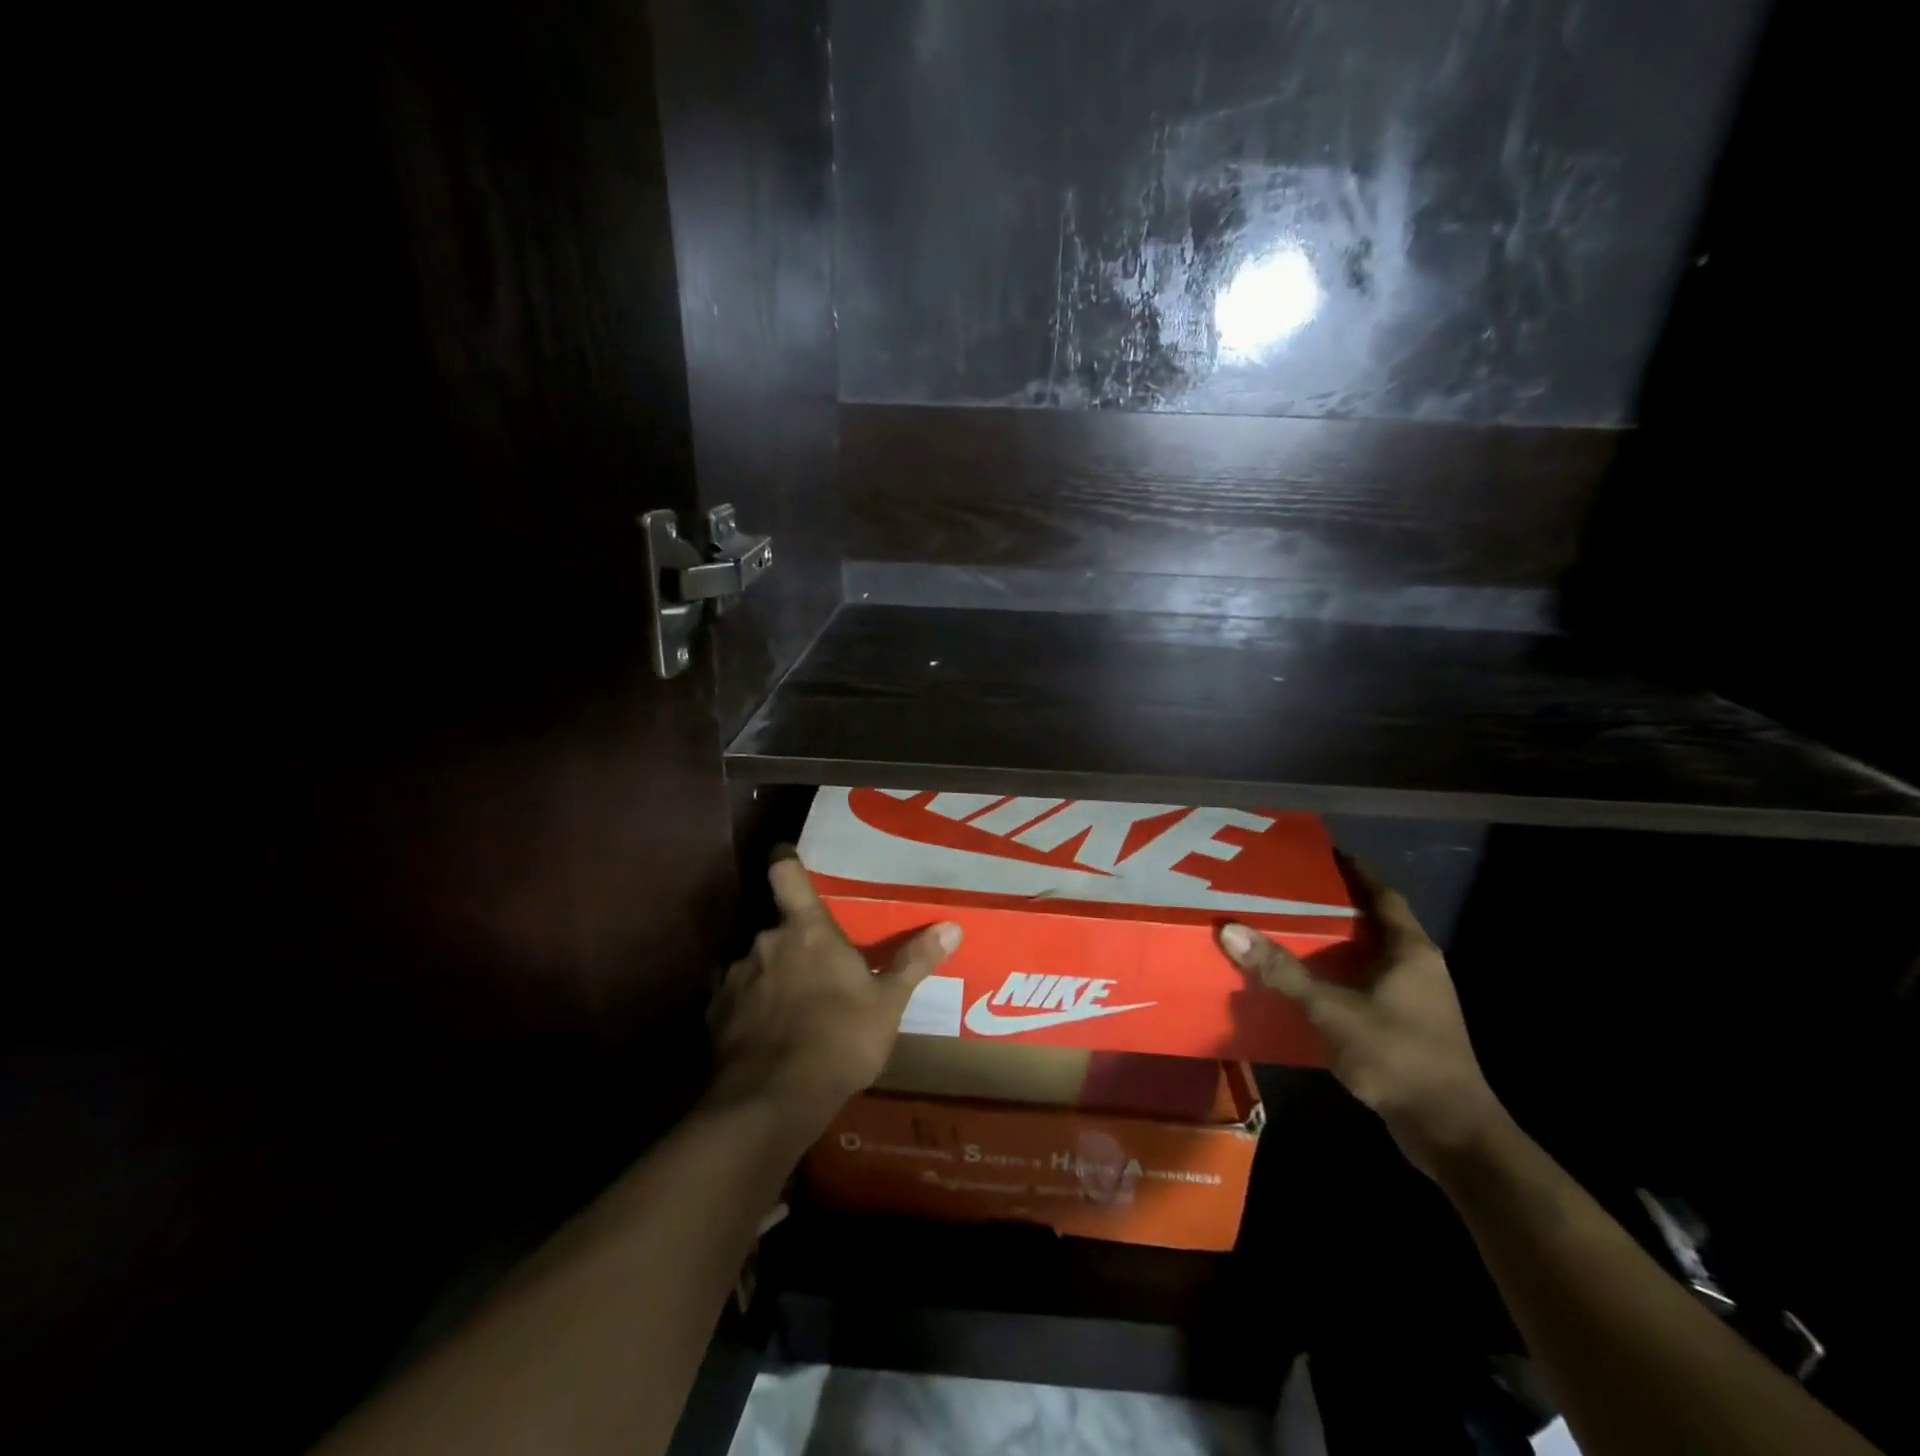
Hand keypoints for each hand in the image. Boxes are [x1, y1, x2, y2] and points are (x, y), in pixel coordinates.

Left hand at [707, 850, 960, 1129]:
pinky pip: (735, 999)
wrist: (773, 1101)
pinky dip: (749, 1010)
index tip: (787, 858)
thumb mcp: (888, 1003)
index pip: (786, 874)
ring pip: (755, 964)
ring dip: (771, 977)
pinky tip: (765, 1036)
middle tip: (817, 969)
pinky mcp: (715, 1015)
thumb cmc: (839, 1039)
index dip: (786, 862)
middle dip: (794, 944)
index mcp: (807, 930)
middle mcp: (765, 942)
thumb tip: (952, 927)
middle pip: (777, 927)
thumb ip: (914, 962)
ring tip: (792, 1009)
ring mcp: (735, 978)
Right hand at [1217, 860, 1506, 1178]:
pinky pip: (1372, 985)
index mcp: (1411, 951)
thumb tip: (1230, 929)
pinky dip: (1344, 975)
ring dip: (1341, 943)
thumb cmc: (1398, 1056)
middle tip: (1295, 891)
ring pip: (1374, 957)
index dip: (1358, 872)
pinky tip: (1314, 983)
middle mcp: (1420, 967)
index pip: (1384, 896)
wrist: (1452, 1133)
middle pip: (1377, 923)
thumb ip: (1282, 971)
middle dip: (1340, 906)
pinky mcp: (1412, 1028)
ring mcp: (1420, 1000)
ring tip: (1295, 931)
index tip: (1328, 853)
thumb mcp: (1332, 1010)